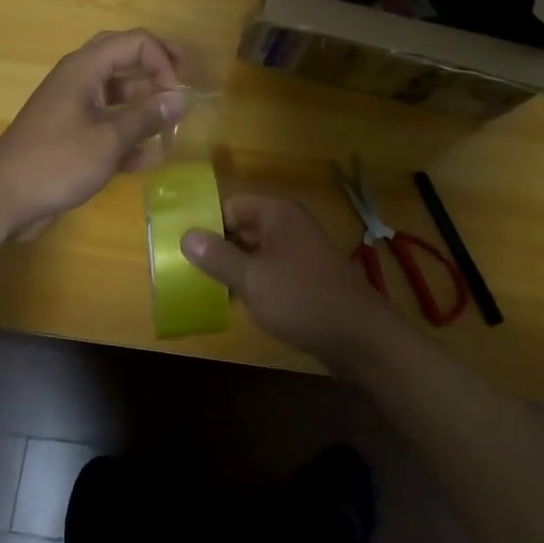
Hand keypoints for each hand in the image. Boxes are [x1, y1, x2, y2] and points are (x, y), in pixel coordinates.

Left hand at [0, 30, 186, 237]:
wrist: (3, 198)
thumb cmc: (57, 161)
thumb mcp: (109, 140)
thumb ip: (147, 117)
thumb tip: (181, 98)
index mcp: (85, 68)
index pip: (135, 42)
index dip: (162, 61)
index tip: (177, 93)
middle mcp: (79, 79)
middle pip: (123, 58)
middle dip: (154, 68)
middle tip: (181, 80)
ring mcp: (73, 106)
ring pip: (117, 93)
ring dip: (143, 105)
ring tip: (170, 125)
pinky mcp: (71, 134)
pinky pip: (106, 122)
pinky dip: (127, 133)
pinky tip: (147, 157)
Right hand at [182, 194, 400, 369]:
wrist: (359, 337)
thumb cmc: (301, 299)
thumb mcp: (251, 279)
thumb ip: (216, 256)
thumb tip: (186, 235)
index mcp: (276, 213)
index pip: (230, 205)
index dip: (207, 224)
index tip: (183, 248)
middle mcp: (289, 224)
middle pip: (242, 226)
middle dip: (218, 246)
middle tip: (188, 270)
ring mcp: (300, 250)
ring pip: (256, 250)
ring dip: (235, 266)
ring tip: (206, 287)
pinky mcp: (307, 275)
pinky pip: (270, 269)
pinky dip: (254, 280)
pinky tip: (237, 302)